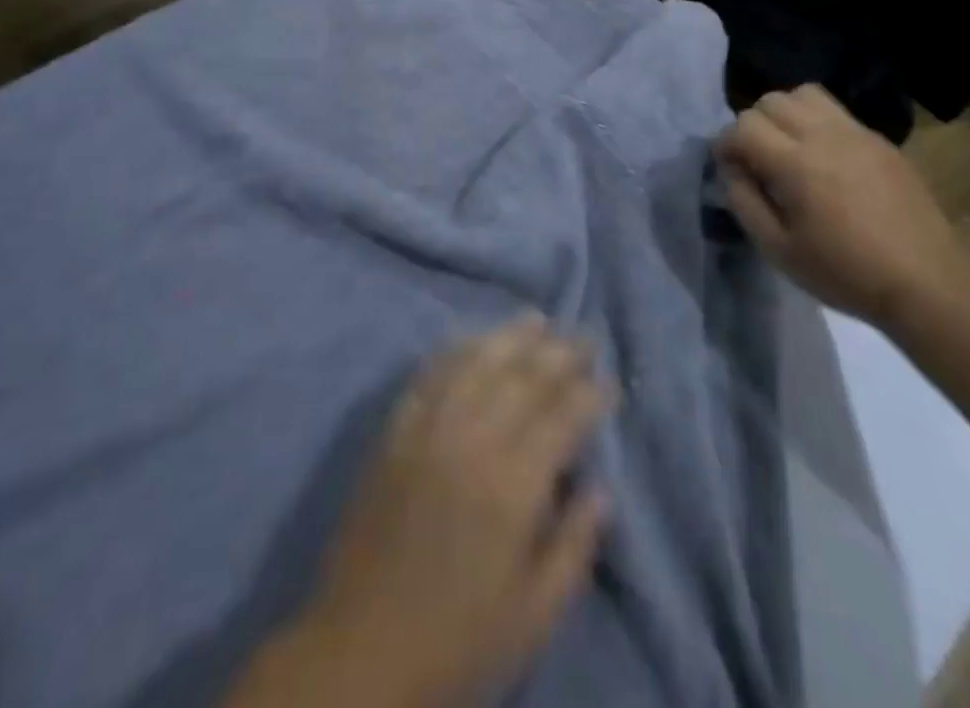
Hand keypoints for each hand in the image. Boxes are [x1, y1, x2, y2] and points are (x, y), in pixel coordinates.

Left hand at [303, 317, 611, 705]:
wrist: (360, 651)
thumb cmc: (457, 642)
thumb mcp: (532, 617)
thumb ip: (573, 548)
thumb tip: (601, 490)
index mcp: (512, 486)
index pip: (561, 418)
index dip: (590, 395)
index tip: (609, 381)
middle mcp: (472, 441)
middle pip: (523, 379)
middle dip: (560, 353)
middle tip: (585, 336)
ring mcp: (429, 428)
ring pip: (477, 363)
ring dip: (511, 336)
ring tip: (537, 319)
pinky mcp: (396, 430)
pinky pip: (430, 375)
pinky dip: (456, 350)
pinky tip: (472, 338)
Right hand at [715, 85, 969, 328]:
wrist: (927, 281)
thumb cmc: (845, 272)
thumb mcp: (778, 250)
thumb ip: (744, 202)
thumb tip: (732, 170)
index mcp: (796, 164)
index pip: (743, 125)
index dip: (726, 145)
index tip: (730, 170)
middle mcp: (824, 136)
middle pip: (771, 101)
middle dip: (753, 125)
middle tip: (758, 160)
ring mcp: (856, 133)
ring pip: (803, 94)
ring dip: (785, 114)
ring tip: (788, 148)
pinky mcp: (879, 140)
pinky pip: (835, 111)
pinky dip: (816, 122)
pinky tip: (824, 158)